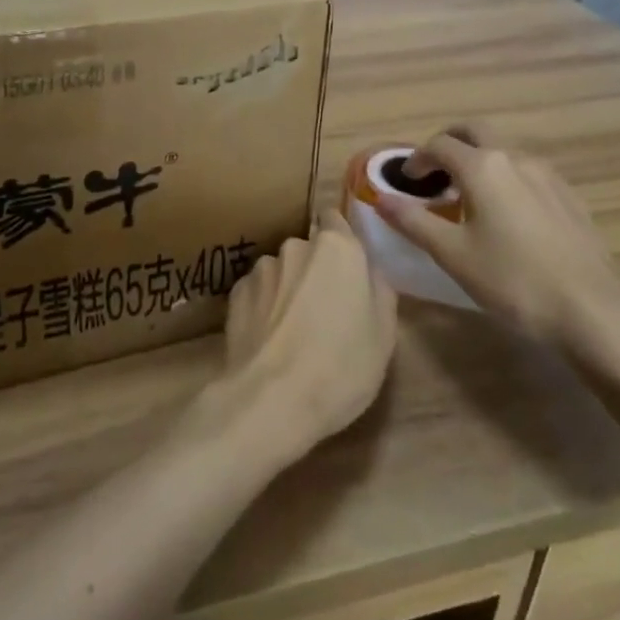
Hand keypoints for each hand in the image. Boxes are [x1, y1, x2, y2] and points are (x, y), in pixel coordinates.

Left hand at [216, 213, 397, 462]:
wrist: (270, 400)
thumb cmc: (341, 367)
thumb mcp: (384, 336)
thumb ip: (380, 291)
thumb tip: (369, 273)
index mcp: (337, 248)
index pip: (336, 219)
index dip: (342, 241)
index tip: (347, 268)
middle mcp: (296, 246)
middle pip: (310, 249)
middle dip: (317, 271)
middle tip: (326, 312)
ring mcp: (262, 268)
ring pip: (282, 271)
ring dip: (289, 289)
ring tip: (294, 332)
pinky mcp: (235, 293)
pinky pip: (259, 292)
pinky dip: (265, 307)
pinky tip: (270, 340)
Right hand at [378, 125, 619, 347]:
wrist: (592, 309)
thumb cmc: (513, 280)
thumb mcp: (452, 254)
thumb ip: (413, 221)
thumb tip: (380, 198)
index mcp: (482, 166)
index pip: (439, 145)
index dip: (417, 159)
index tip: (407, 181)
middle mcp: (515, 158)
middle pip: (475, 132)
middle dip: (450, 143)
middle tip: (434, 171)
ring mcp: (547, 175)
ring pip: (504, 151)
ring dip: (479, 160)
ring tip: (468, 195)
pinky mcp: (568, 196)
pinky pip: (527, 172)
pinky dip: (506, 177)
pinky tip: (507, 214)